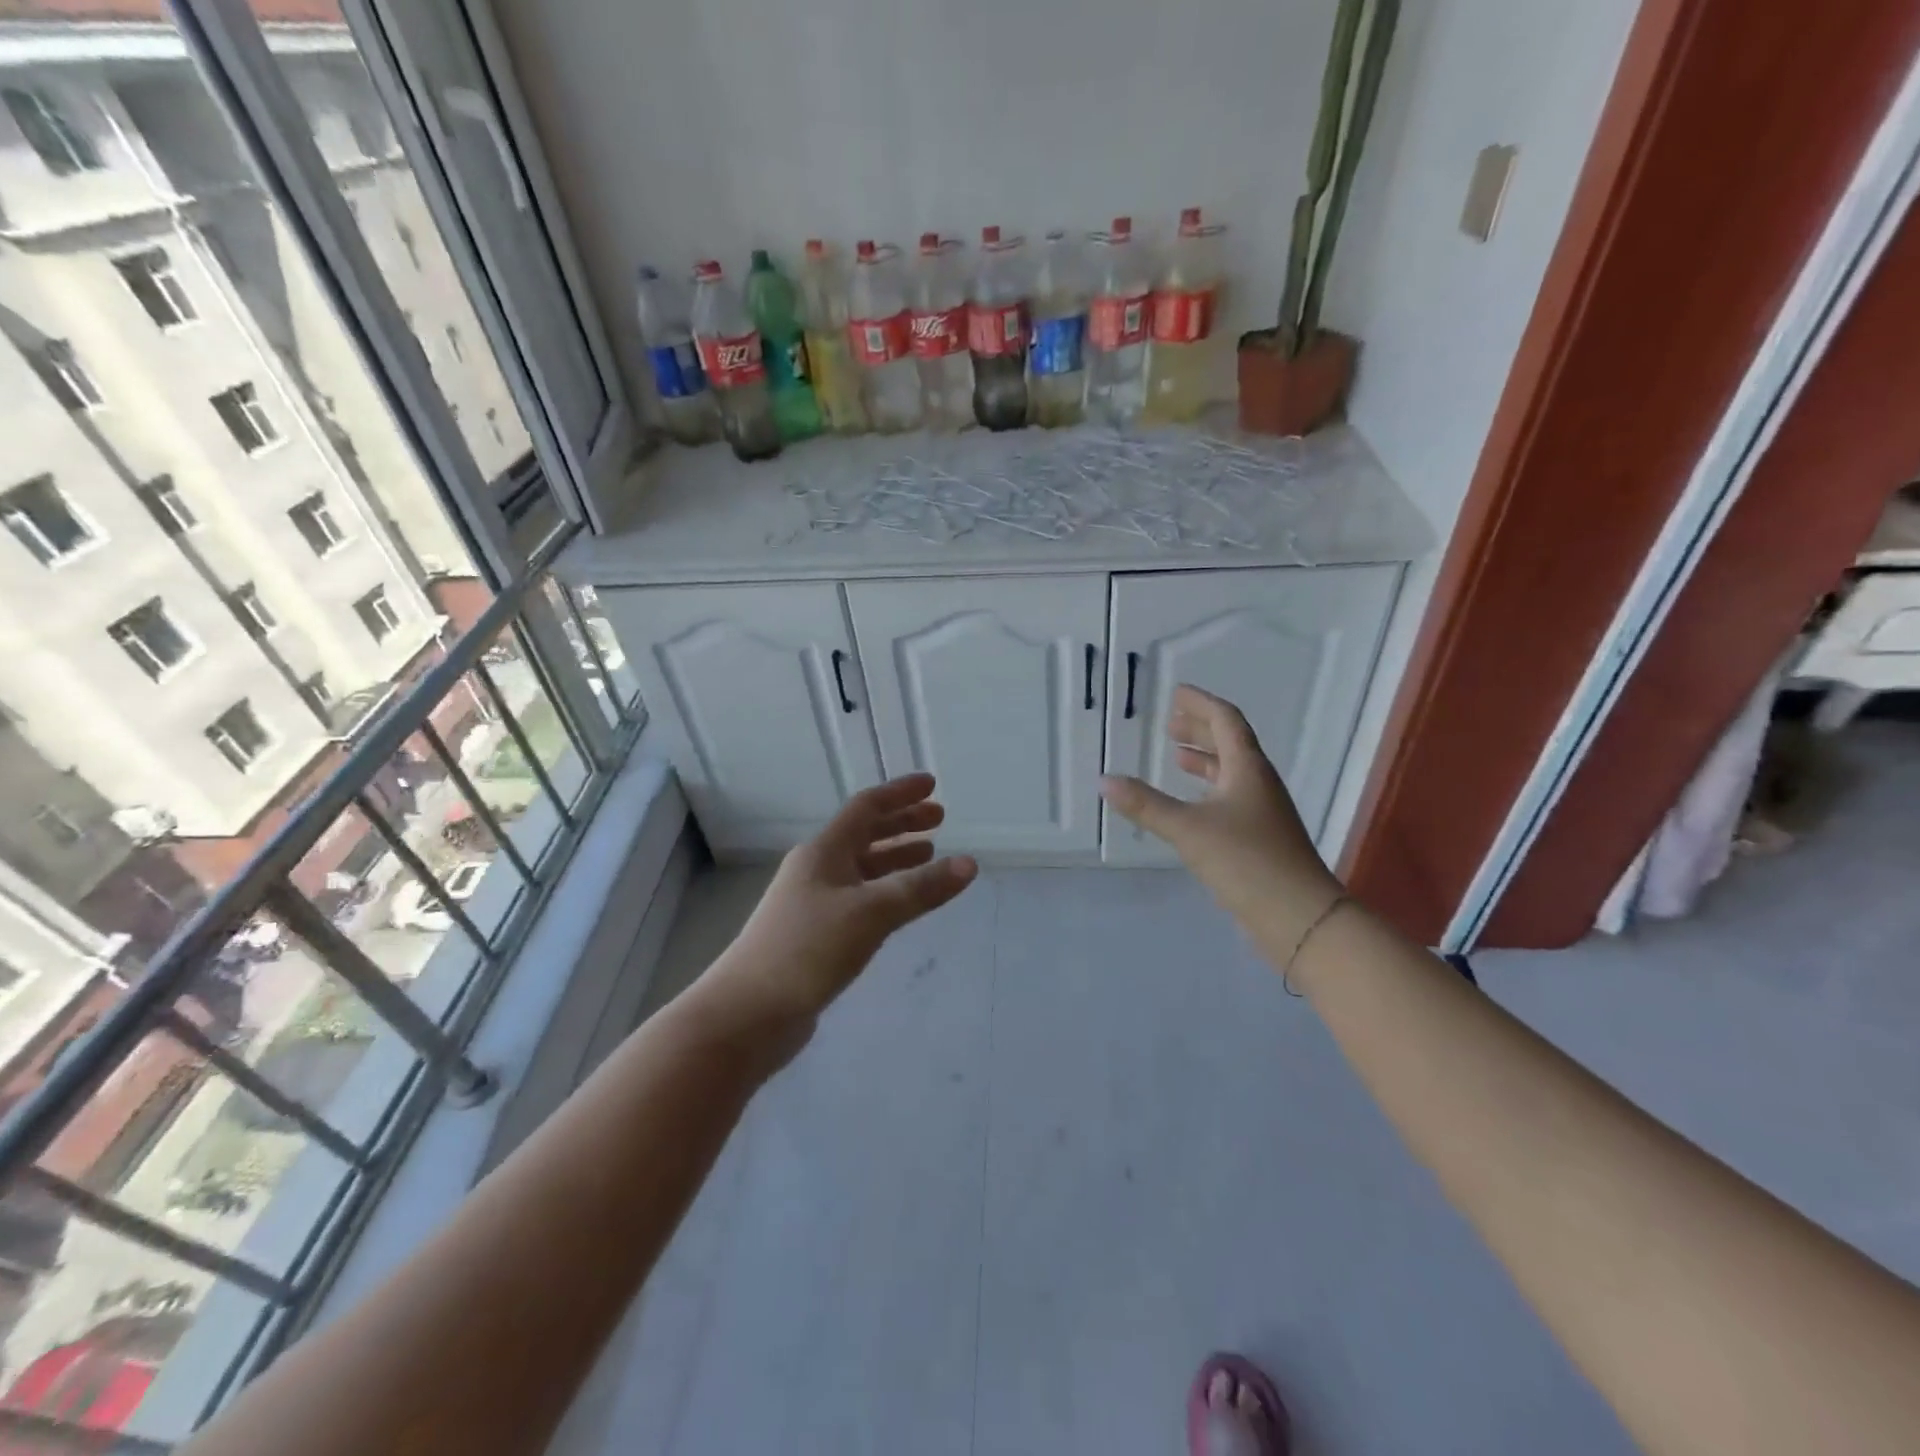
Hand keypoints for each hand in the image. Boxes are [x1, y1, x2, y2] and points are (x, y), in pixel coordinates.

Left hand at [698, 775, 978, 1044]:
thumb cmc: (807, 950)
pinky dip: (884, 891)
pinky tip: (899, 905)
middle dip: (902, 824)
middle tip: (940, 820)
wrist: (747, 1013)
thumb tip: (969, 864)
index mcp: (823, 852)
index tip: (933, 785)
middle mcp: (816, 870)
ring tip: (929, 856)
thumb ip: (920, 889)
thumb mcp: (870, 913)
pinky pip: (858, 898)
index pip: (867, 808)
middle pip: (864, 835)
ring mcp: (812, 903)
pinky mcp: (814, 935)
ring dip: (895, 858)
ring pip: (862, 869)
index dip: (900, 793)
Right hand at [1100, 685, 1342, 951]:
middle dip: (1200, 730)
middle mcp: (1258, 784)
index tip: (1176, 692)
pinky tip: (1191, 806)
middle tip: (1170, 724)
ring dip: (1204, 761)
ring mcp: (1262, 813)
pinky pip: (1230, 799)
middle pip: (1230, 744)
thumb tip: (1104, 780)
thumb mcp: (1189, 829)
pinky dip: (1207, 791)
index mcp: (1248, 769)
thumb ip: (1146, 804)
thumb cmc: (1246, 861)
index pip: (1226, 721)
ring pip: (1231, 773)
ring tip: (1177, 757)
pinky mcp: (1259, 839)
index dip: (1201, 704)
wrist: (1299, 917)